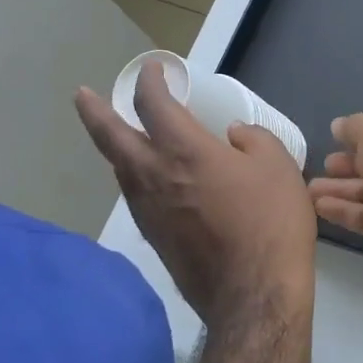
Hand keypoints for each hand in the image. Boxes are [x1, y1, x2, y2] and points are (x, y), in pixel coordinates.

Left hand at [77, 63, 315, 327]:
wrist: (254, 293)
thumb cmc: (271, 222)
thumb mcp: (278, 166)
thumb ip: (253, 139)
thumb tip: (232, 136)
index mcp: (184, 151)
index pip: (154, 104)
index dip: (150, 81)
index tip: (154, 70)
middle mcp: (153, 176)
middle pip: (111, 136)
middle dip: (95, 111)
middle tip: (83, 95)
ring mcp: (149, 211)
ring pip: (120, 169)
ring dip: (116, 147)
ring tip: (123, 136)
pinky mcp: (155, 238)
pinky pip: (136, 195)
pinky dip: (135, 176)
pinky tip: (152, 181)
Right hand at [309, 111, 362, 292]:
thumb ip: (355, 126)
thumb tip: (340, 127)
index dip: (361, 128)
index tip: (334, 133)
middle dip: (348, 159)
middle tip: (322, 162)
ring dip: (337, 186)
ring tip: (306, 187)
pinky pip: (361, 214)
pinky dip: (340, 209)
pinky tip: (316, 206)